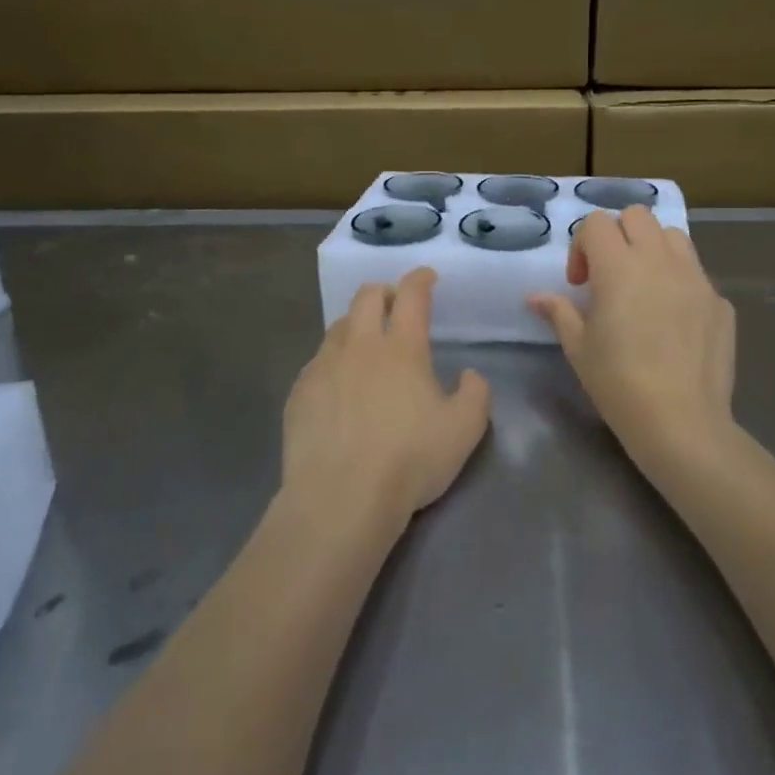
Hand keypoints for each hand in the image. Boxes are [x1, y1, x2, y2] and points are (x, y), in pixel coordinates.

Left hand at [283, 268, 491, 527]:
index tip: (427, 277)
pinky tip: (338, 387)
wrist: (341, 497)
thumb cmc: (410, 459)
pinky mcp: (299, 394)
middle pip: (366, 297)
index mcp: (402, 348)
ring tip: (365, 344)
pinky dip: (333, 362)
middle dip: (383, 292)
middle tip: (394, 304)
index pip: (411, 295)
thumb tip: (468, 375)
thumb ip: (476, 394)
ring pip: (338, 327)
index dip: (420, 279)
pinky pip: (317, 363)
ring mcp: (323, 368)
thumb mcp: (465, 430)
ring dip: (355, 325)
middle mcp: (359, 346)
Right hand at [528, 207, 736, 462]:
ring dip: (652, 249)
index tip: (579, 284)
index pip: (597, 222)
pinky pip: (697, 275)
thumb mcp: (578, 348)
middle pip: (637, 216)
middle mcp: (660, 260)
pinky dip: (680, 283)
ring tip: (644, 288)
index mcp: (619, 266)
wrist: (681, 421)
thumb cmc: (618, 382)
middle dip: (617, 235)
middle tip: (609, 276)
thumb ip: (558, 312)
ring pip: (673, 236)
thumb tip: (535, 297)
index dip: (582, 246)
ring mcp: (696, 278)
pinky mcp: (720, 302)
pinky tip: (673, 323)